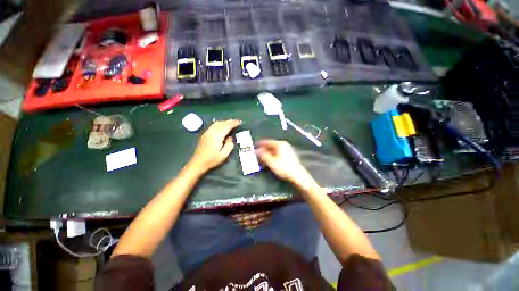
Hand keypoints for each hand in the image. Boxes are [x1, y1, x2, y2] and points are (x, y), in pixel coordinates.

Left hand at [190, 120, 240, 172]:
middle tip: (237, 122)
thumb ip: (229, 145)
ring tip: (230, 124)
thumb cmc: (212, 160)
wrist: (198, 162)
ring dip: (224, 122)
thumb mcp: (224, 155)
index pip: (226, 126)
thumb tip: (230, 137)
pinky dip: (219, 124)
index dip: (233, 123)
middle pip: (221, 123)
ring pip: (216, 123)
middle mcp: (211, 132)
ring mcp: (207, 133)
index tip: (239, 122)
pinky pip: (213, 126)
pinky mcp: (204, 134)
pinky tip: (222, 127)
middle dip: (229, 121)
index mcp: (217, 136)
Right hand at [256, 139, 316, 190]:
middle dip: (263, 150)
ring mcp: (287, 150)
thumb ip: (263, 155)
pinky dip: (272, 156)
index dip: (259, 144)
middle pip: (270, 146)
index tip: (253, 147)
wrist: (298, 176)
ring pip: (273, 150)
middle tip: (256, 154)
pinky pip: (277, 153)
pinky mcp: (288, 155)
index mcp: (279, 144)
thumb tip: (256, 151)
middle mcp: (283, 145)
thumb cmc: (284, 167)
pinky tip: (268, 161)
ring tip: (261, 159)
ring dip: (267, 154)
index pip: (267, 142)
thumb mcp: (271, 162)